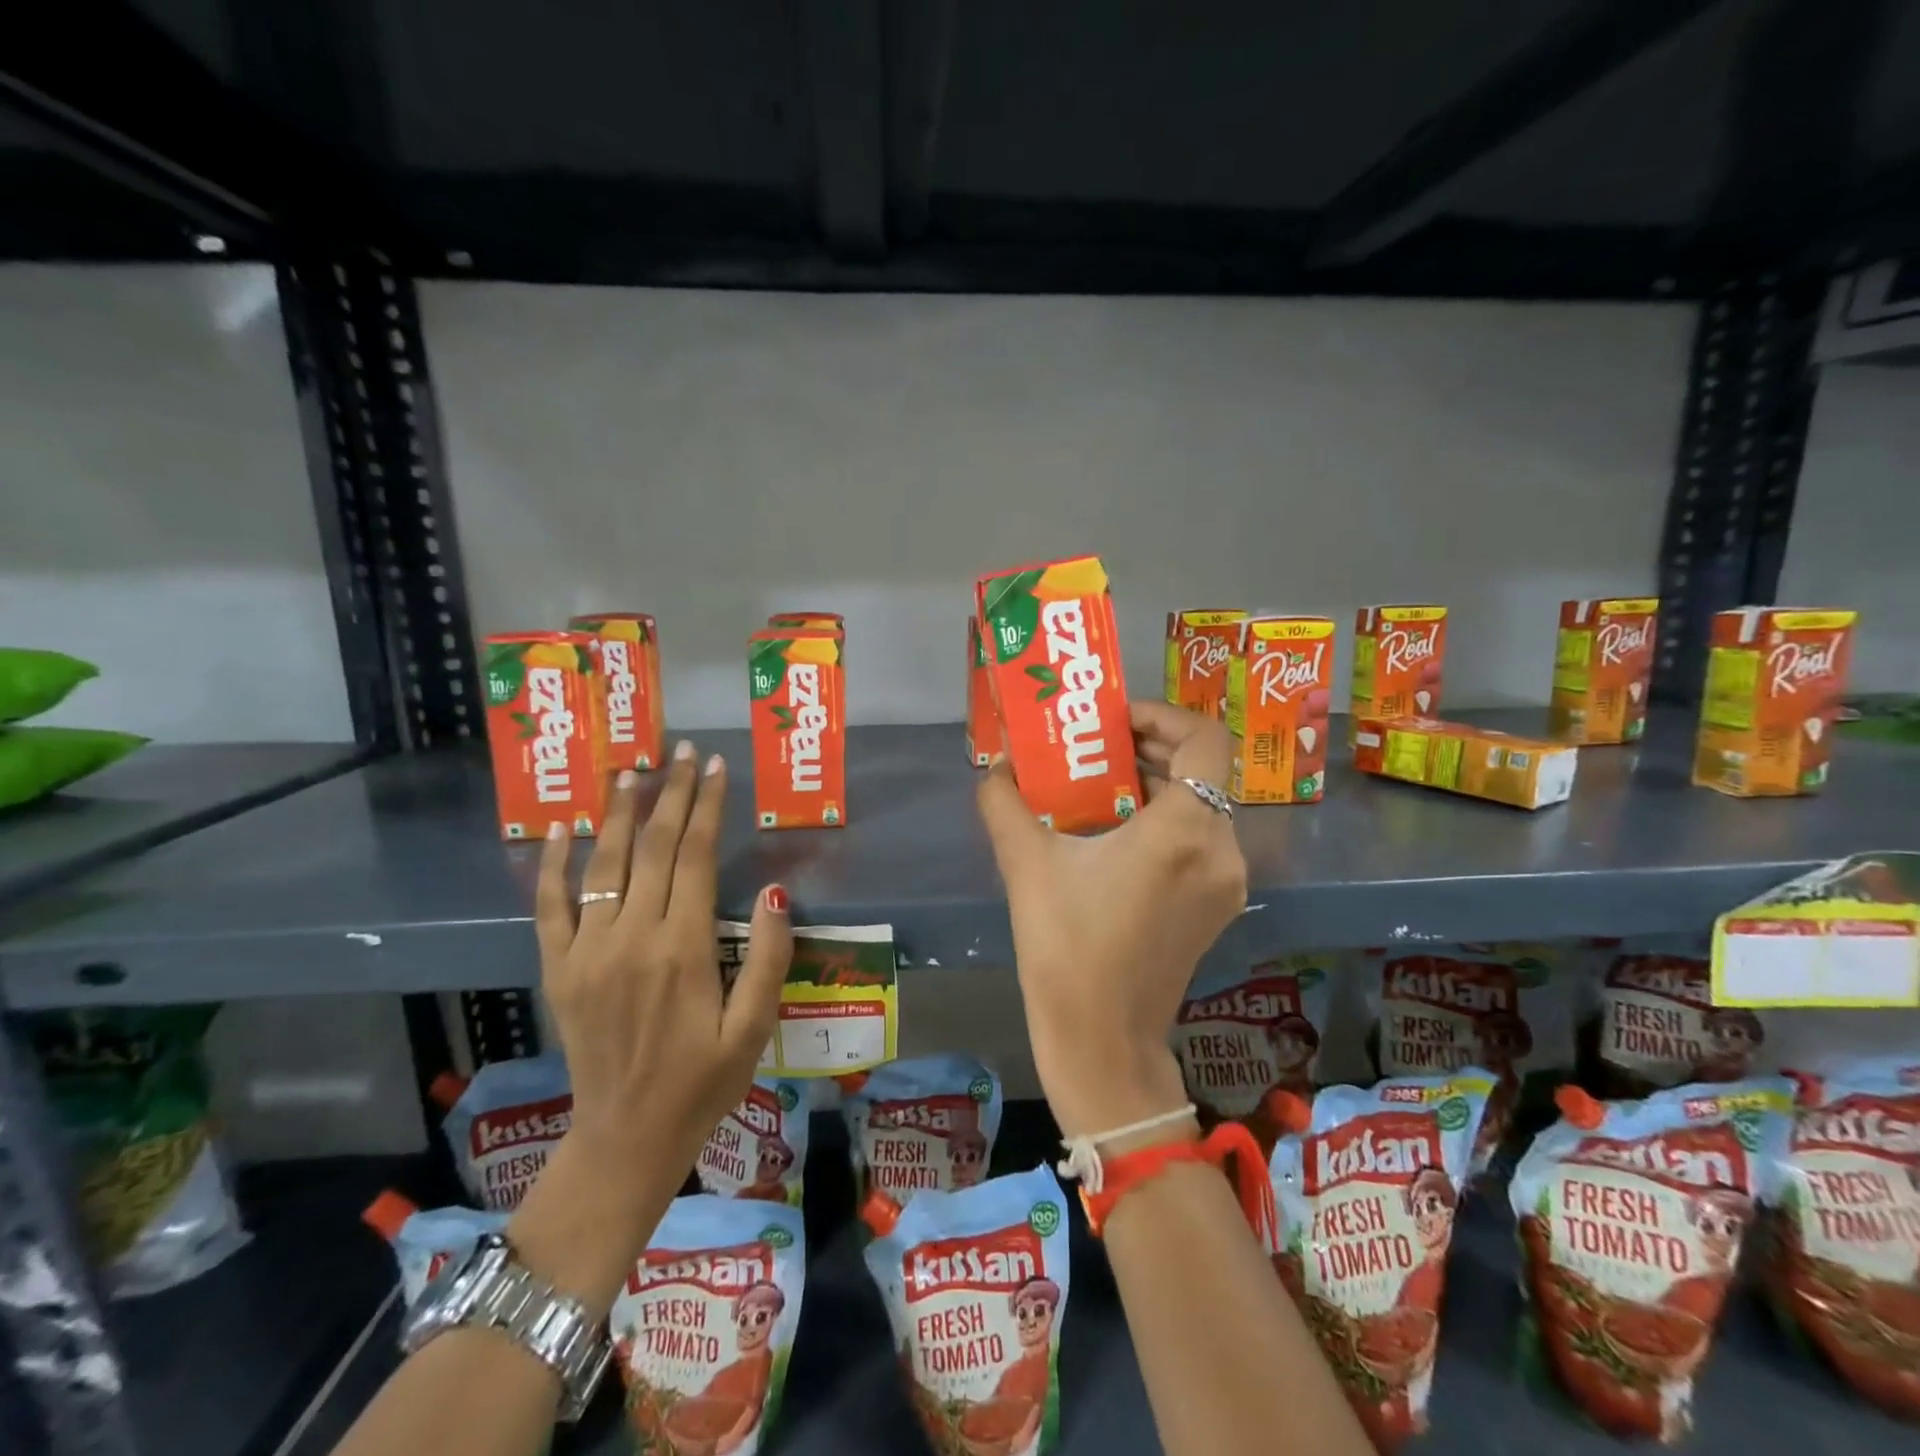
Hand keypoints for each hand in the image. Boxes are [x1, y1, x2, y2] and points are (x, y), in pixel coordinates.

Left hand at [536, 742, 792, 1181]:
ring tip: (630, 768)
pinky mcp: (559, 968)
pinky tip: (561, 828)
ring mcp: (588, 951)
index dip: (705, 807)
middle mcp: (631, 937)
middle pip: (651, 847)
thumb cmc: (703, 1083)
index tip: (714, 767)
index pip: (694, 856)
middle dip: (669, 793)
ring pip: (603, 863)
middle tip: (681, 750)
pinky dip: (552, 864)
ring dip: (617, 811)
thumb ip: (766, 957)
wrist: (626, 1138)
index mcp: (682, 948)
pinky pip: (551, 906)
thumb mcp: (755, 1027)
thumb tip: (772, 893)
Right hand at [977, 701, 1246, 1135]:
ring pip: (1202, 807)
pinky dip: (1165, 824)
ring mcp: (1226, 882)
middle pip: (1202, 771)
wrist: (1101, 1041)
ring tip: (1098, 791)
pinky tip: (1115, 840)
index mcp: (1183, 830)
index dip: (1163, 717)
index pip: (1204, 740)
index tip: (1116, 724)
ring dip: (1156, 788)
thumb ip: (1004, 803)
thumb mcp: (1026, 865)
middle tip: (1097, 749)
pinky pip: (1199, 842)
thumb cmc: (1065, 947)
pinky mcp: (1218, 908)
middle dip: (1150, 750)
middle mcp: (1220, 849)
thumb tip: (993, 770)